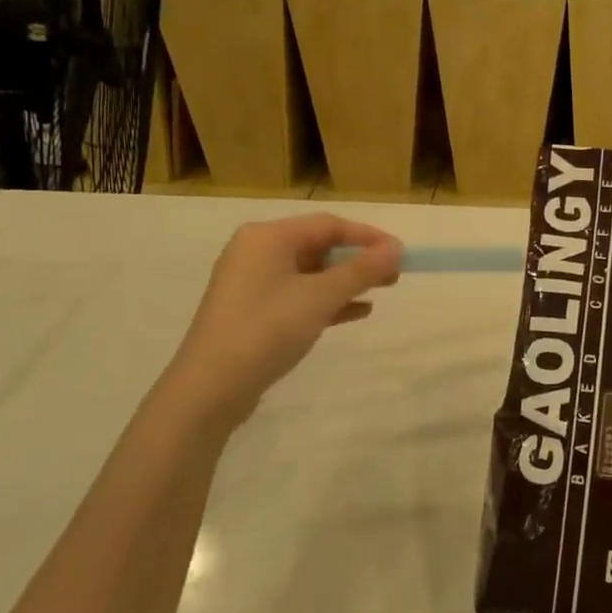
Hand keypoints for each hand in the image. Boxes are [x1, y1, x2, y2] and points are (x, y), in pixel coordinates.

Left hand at [159, 213, 401, 420]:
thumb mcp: (319, 297)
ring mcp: (252, 283)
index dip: (368, 236)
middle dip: (359, 259)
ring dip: (347, 280)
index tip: (401, 252)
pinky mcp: (253, 311)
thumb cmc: (266, 330)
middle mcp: (257, 251)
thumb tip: (395, 249)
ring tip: (383, 290)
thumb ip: (360, 271)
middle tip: (395, 273)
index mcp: (267, 237)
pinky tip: (358, 312)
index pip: (328, 224)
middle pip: (319, 246)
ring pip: (310, 273)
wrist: (210, 388)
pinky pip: (299, 295)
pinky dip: (328, 300)